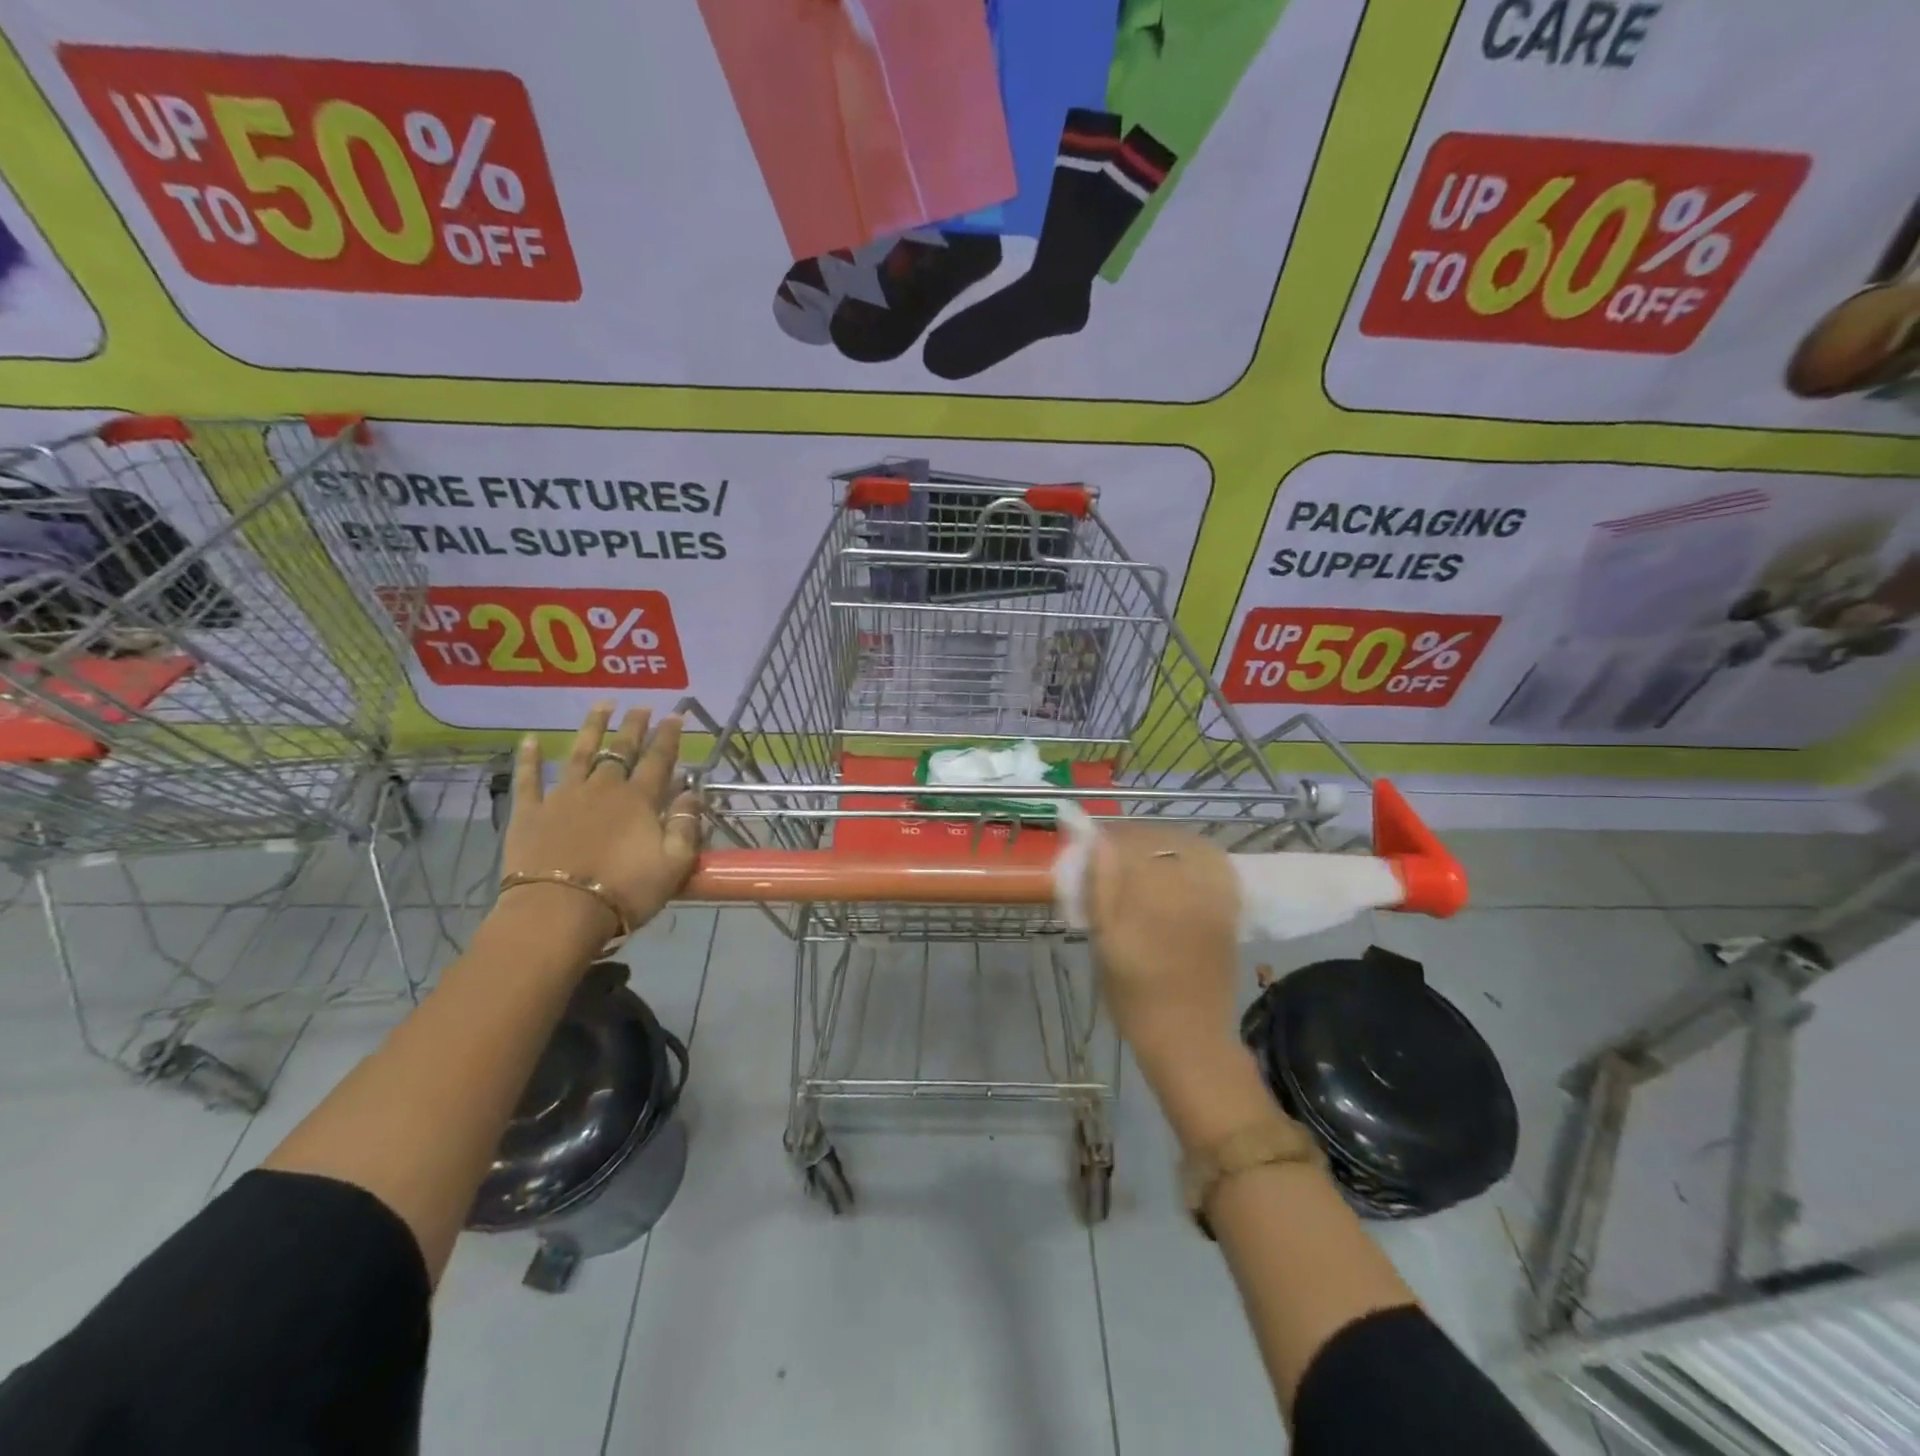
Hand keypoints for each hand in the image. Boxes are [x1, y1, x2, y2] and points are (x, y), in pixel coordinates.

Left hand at [497, 703, 701, 945]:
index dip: (669, 736)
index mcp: (640, 800)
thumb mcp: (674, 864)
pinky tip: (530, 739)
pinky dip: (529, 759)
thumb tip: (692, 792)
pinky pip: (528, 779)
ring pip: (580, 753)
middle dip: (634, 726)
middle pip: (621, 750)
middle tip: (642, 706)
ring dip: (592, 727)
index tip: (676, 715)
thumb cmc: (624, 891)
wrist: (558, 912)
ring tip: (601, 705)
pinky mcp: (530, 813)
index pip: (659, 760)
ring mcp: (564, 797)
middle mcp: (603, 788)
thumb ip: (686, 825)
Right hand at [1085, 822, 1241, 1072]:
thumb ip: (1101, 888)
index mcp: (1152, 894)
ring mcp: (1214, 896)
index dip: (1109, 839)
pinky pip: (1214, 866)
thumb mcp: (1105, 943)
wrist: (1188, 1038)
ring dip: (1163, 847)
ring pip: (1188, 848)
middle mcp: (1188, 887)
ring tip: (1145, 861)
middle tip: (1115, 856)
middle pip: (1160, 841)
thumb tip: (1097, 842)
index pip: (1130, 843)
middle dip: (1135, 841)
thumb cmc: (1135, 996)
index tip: (1094, 846)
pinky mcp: (1228, 909)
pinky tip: (1178, 871)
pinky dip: (1194, 859)